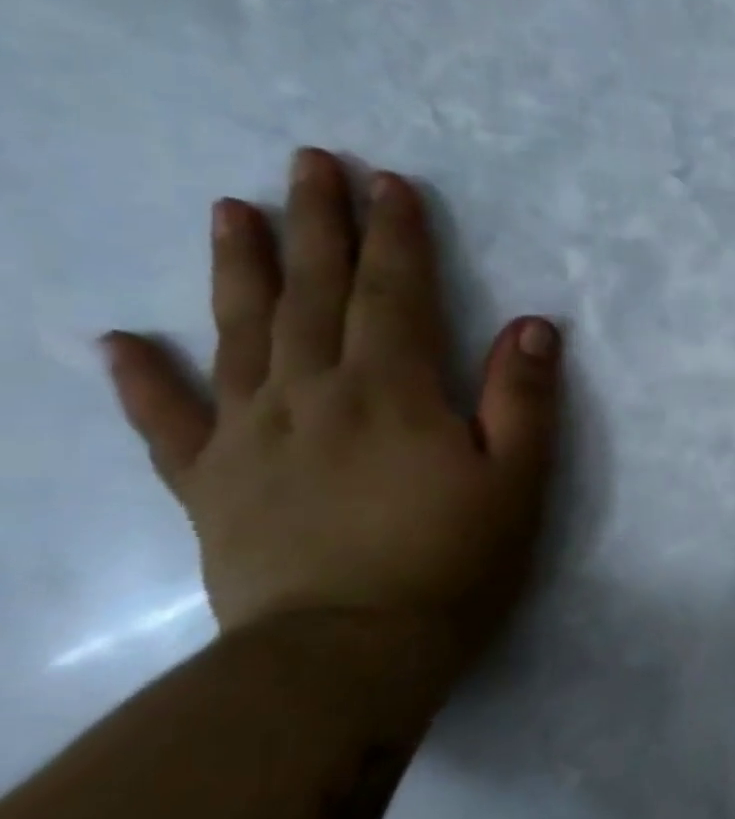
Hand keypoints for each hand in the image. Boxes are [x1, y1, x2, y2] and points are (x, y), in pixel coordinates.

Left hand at [103, 148, 561, 645]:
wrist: (346, 654)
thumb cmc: (452, 562)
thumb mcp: (517, 480)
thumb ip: (523, 399)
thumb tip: (531, 325)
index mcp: (393, 393)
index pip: (393, 294)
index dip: (395, 235)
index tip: (389, 183)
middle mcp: (313, 397)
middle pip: (314, 296)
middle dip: (318, 225)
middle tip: (308, 163)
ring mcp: (251, 438)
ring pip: (240, 335)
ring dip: (240, 269)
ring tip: (230, 211)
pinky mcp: (212, 486)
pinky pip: (169, 423)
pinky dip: (141, 381)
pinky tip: (118, 342)